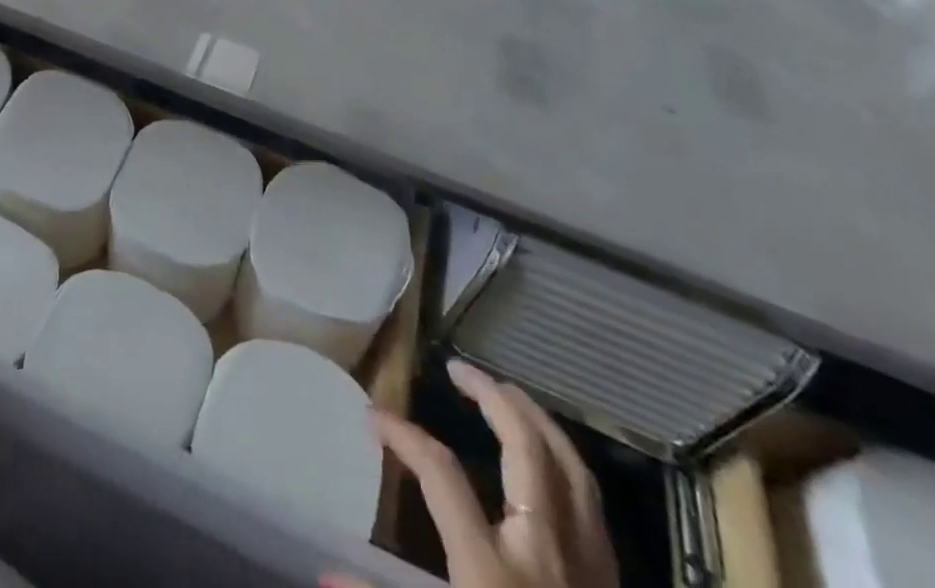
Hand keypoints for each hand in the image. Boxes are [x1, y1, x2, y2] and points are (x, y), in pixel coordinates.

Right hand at [326, 360, 618, 587]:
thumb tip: (324, 572)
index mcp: (493, 573)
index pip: (442, 474)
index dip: (404, 435)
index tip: (374, 416)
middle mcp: (544, 555)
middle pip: (524, 449)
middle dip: (490, 397)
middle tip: (458, 368)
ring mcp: (587, 570)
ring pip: (570, 468)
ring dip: (536, 418)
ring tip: (507, 390)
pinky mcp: (610, 587)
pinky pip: (592, 505)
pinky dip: (568, 464)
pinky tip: (552, 457)